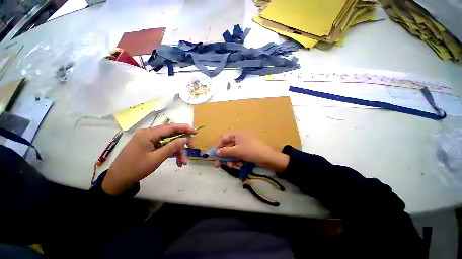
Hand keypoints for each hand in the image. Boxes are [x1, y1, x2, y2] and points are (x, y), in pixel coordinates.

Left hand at [102, 124, 195, 195]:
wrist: (118, 179)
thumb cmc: (136, 168)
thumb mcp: (156, 158)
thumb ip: (172, 147)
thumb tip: (185, 138)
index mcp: (149, 134)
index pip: (171, 127)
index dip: (185, 128)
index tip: (195, 132)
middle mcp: (149, 133)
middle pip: (171, 134)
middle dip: (182, 142)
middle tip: (191, 149)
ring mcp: (149, 139)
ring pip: (169, 141)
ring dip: (177, 151)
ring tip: (182, 162)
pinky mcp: (150, 145)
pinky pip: (164, 146)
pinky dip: (171, 153)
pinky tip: (177, 161)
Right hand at [213, 132, 288, 172]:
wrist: (267, 157)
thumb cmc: (250, 151)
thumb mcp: (236, 151)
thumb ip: (225, 151)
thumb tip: (216, 152)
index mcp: (237, 134)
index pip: (223, 138)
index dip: (218, 146)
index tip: (214, 155)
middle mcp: (239, 137)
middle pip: (227, 146)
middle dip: (224, 156)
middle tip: (217, 165)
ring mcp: (243, 144)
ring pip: (233, 152)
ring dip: (231, 159)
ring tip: (232, 166)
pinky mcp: (247, 150)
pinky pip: (238, 154)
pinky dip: (237, 160)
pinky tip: (239, 165)